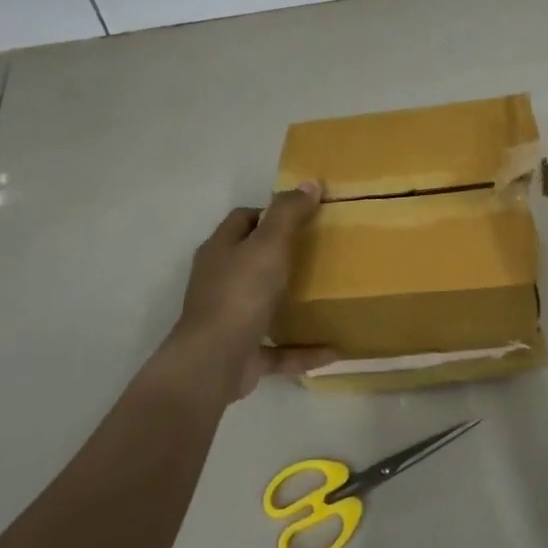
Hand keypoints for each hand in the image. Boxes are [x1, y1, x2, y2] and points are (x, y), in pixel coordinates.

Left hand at [154, 184, 337, 400]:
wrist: (213, 363)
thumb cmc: (240, 294)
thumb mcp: (269, 244)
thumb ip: (289, 213)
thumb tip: (309, 183)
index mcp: (221, 250)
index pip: (243, 219)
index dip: (271, 213)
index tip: (306, 216)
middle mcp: (220, 281)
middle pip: (252, 259)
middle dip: (283, 255)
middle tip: (322, 250)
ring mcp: (230, 319)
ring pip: (263, 303)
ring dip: (291, 302)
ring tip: (327, 295)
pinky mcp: (243, 353)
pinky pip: (279, 349)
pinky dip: (304, 348)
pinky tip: (334, 349)